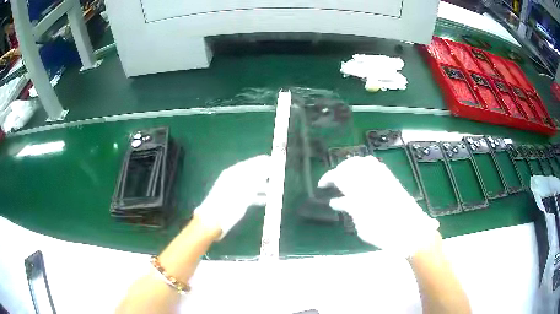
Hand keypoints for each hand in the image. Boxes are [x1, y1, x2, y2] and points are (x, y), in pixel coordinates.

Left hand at [194, 155, 269, 238]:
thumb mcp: (245, 188)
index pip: (252, 163)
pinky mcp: (235, 201)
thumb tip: (267, 164)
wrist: (214, 220)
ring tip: (276, 189)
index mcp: (234, 173)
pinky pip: (249, 195)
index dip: (264, 162)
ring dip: (264, 186)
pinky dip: (258, 196)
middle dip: (265, 174)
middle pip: (252, 173)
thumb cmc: (229, 203)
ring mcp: (234, 190)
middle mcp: (234, 179)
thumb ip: (257, 176)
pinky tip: (266, 200)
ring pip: (252, 185)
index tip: (276, 161)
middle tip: (278, 176)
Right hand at [318, 156, 438, 256]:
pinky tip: (362, 177)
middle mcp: (371, 180)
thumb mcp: (361, 226)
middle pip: (350, 165)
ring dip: (351, 167)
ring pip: (363, 162)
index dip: (328, 178)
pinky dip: (365, 167)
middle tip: (333, 182)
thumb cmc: (384, 235)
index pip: (339, 176)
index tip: (321, 185)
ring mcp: (383, 178)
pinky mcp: (392, 180)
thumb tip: (338, 201)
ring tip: (346, 178)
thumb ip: (350, 209)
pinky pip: (376, 165)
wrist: (412, 233)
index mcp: (361, 192)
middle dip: (338, 171)